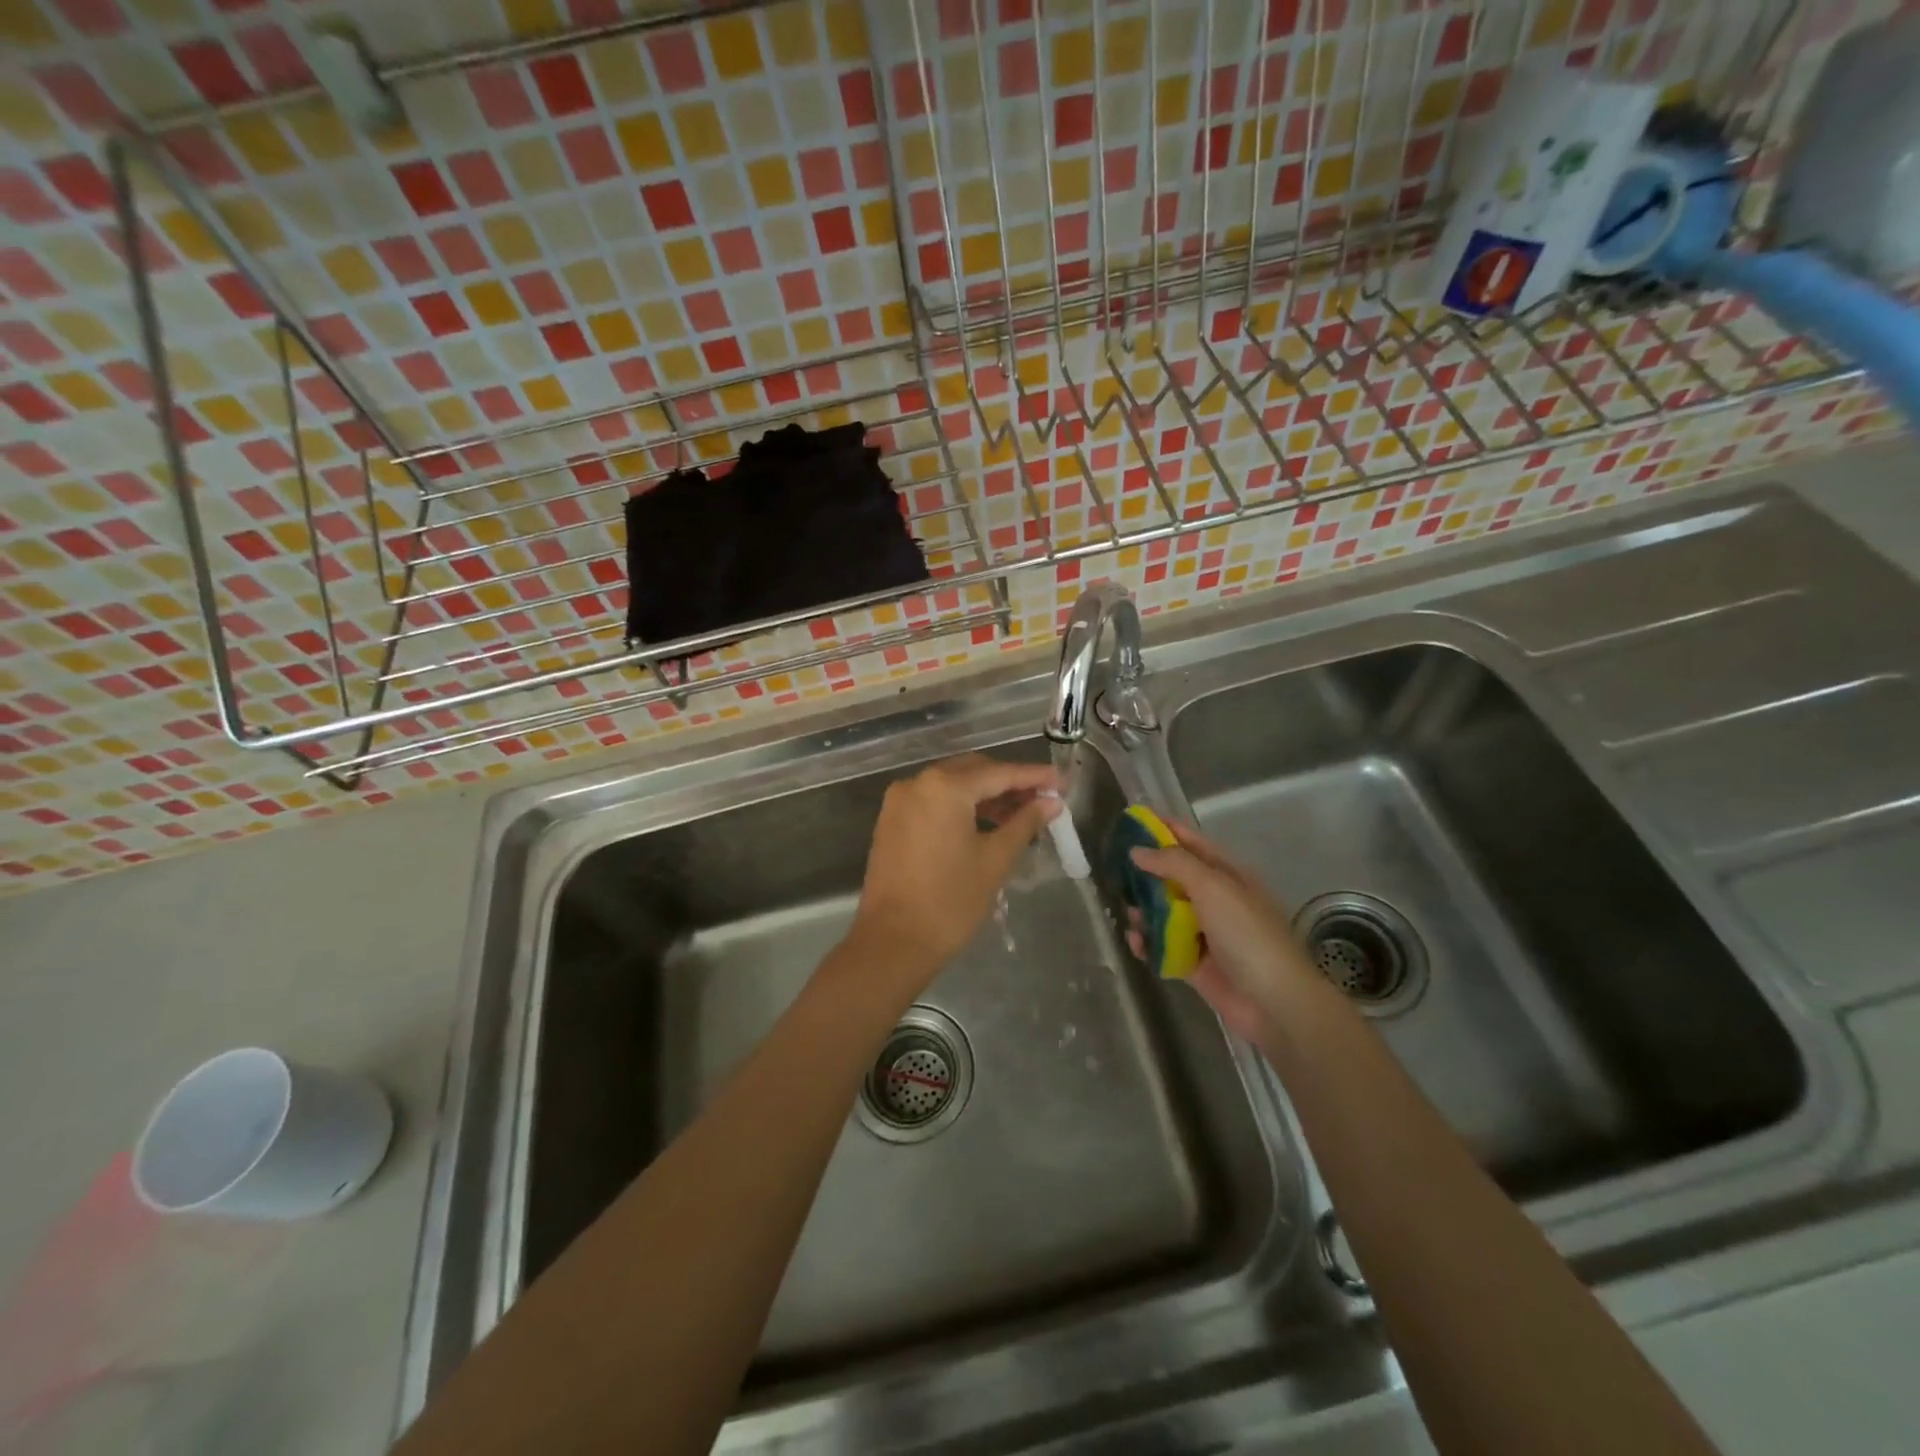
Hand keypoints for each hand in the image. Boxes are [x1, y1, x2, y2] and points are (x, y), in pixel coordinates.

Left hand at [849, 754, 1060, 987]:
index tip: (1061, 780)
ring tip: (1020, 815)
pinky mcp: (892, 821)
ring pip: (952, 785)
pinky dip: (961, 806)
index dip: (1033, 776)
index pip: (999, 773)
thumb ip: (1024, 823)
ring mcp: (899, 801)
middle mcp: (917, 783)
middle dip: (1009, 782)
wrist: (893, 942)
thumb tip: (1050, 803)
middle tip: (1043, 798)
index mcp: (944, 787)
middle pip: (973, 771)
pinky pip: (934, 801)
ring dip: (985, 795)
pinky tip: (986, 823)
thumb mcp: (995, 860)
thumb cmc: (950, 901)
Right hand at [1128, 821, 1325, 1043]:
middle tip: (1115, 868)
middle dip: (1147, 873)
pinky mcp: (1194, 963)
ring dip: (1144, 911)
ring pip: (1165, 913)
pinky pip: (1163, 947)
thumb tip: (1137, 850)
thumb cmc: (1246, 934)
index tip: (1133, 820)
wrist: (1272, 1001)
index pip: (1193, 843)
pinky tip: (1136, 941)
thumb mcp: (1212, 887)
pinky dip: (1148, 943)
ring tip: (1128, 911)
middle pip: (1174, 878)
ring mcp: (1205, 933)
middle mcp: (1216, 900)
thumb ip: (1173, 863)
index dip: (1165, 830)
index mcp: (1229, 876)